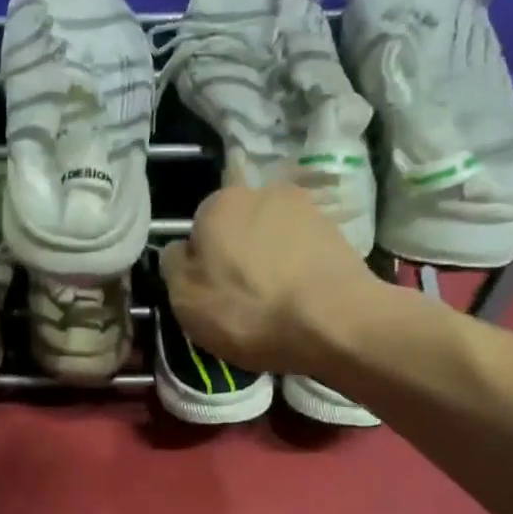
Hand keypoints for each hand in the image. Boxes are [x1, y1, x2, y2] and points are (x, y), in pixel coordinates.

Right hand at [160, 182, 382, 373]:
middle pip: (238, 229)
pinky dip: (298, 273)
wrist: (334, 322)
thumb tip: (181, 250)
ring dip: (270, 263)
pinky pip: (303, 254)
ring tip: (274, 304)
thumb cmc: (247, 309)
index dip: (201, 263)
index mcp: (219, 202)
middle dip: (237, 256)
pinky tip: (300, 302)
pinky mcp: (339, 234)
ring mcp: (306, 210)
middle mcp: (263, 192)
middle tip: (240, 299)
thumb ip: (173, 266)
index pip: (198, 228)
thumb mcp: (184, 298)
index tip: (208, 293)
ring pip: (273, 239)